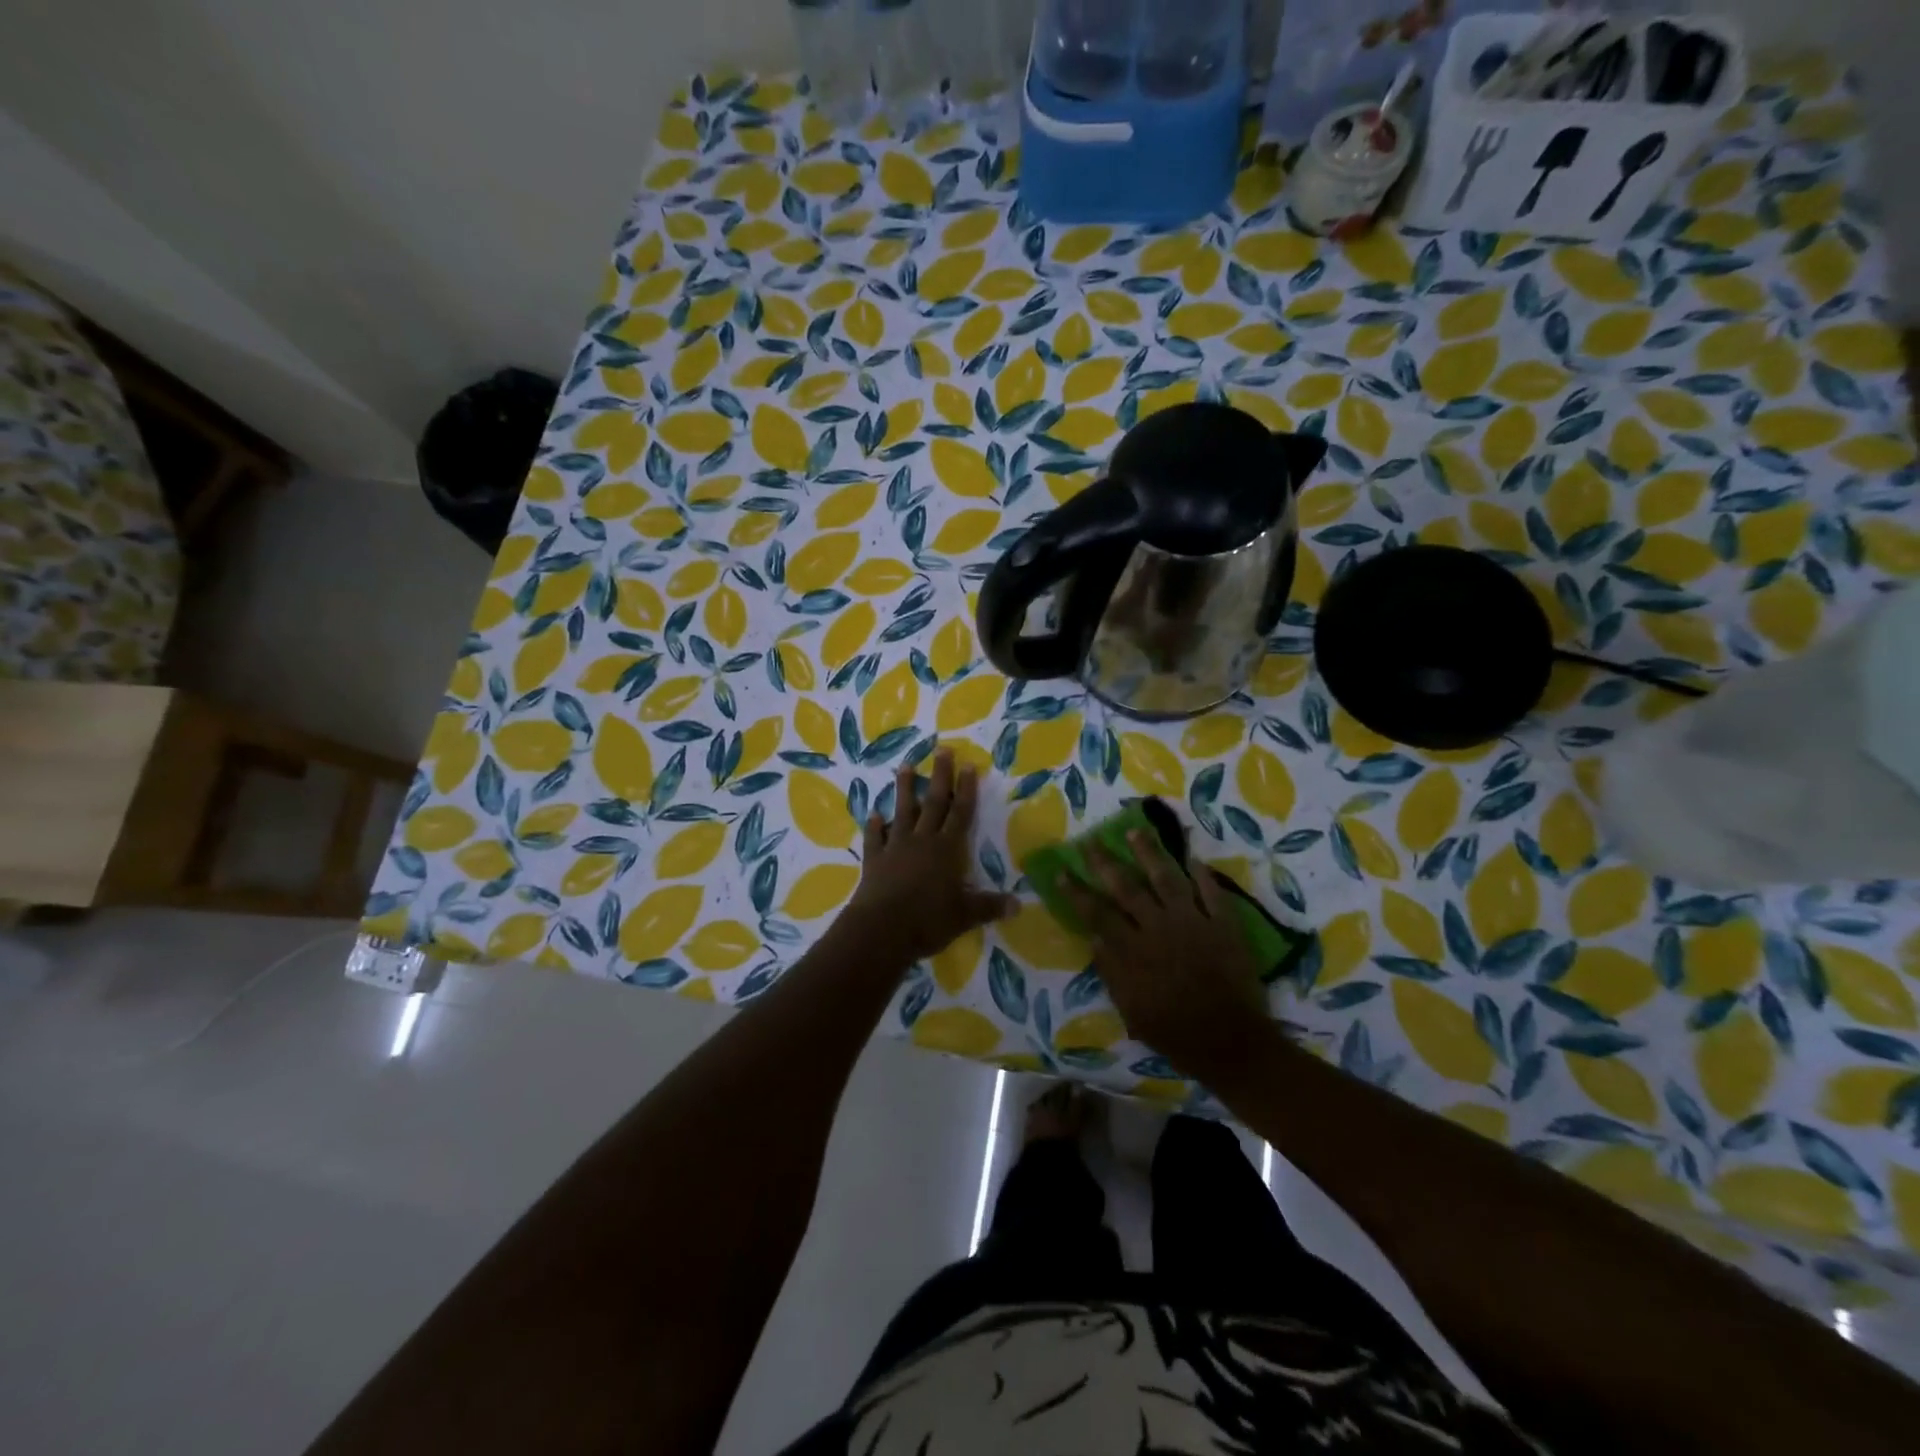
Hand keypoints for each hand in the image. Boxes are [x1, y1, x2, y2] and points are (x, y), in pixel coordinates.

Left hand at [843, 749, 1016, 963]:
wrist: (881, 929)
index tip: (968, 764)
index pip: (961, 813)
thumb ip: (990, 906)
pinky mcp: (874, 859)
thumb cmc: (928, 920)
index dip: (966, 789)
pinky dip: (874, 826)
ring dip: (904, 789)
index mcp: (947, 849)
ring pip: (902, 811)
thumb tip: (1020, 905)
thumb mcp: (965, 916)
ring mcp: (895, 847)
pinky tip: (873, 815)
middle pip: (933, 802)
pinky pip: (874, 838)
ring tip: (904, 766)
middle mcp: (922, 840)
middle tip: (942, 749)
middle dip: (940, 776)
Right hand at [1063, 829, 1270, 1081]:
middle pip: (1127, 888)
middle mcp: (1159, 927)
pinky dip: (1203, 874)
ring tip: (1135, 831)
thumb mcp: (1130, 1009)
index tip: (1062, 872)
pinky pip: (1212, 893)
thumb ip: (1111, 971)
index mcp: (1134, 950)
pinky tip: (1193, 857)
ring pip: (1167, 879)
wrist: (1229, 1040)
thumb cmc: (1174, 1031)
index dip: (1077, 892)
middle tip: (1090, 841)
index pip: (1097, 913)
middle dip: (1105, 863)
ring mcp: (1193, 922)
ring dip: (1149, 853)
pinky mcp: (1223, 925)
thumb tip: (1095, 938)